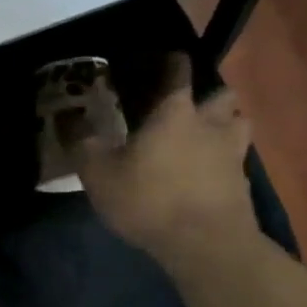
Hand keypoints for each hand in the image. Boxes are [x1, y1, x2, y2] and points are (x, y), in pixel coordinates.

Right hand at [64, 53, 261, 268]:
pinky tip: (205, 172)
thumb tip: (64, 115)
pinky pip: (236, 158)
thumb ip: (81, 142)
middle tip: (184, 104)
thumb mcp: (98, 172)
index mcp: (174, 112)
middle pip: (221, 94)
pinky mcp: (242, 184)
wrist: (206, 245)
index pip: (178, 71)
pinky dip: (223, 158)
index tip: (158, 61)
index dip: (169, 62)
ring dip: (223, 123)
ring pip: (237, 123)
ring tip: (201, 135)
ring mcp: (232, 154)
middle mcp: (210, 124)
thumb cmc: (148, 199)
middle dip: (206, 93)